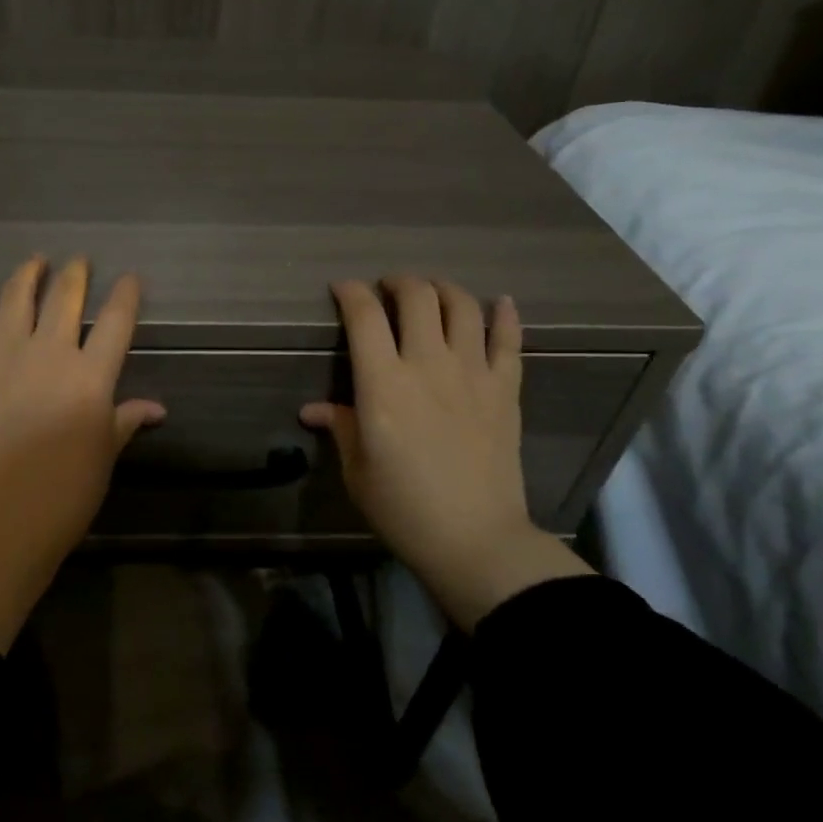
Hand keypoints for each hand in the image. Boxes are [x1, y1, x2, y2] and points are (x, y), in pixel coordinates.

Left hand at [0, 255, 164, 565]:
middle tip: (79, 260)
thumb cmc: (67, 492)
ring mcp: (2, 358)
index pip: (115, 321)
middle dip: (76, 274)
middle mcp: (48, 354)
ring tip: (35, 260)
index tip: (130, 278)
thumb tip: (157, 408)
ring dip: (28, 275)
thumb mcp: (105, 454)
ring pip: (16, 300)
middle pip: (65, 299)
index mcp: (90, 375)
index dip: (125, 295)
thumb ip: (126, 420)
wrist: (3, 518)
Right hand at [301, 277, 588, 629]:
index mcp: (383, 385)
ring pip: (462, 307)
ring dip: (443, 289)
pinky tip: (498, 303)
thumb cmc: (402, 508)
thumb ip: (341, 427)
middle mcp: (428, 365)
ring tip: (432, 292)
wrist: (475, 538)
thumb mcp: (357, 470)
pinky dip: (504, 314)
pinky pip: (509, 340)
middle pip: (417, 297)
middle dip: (397, 283)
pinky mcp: (506, 390)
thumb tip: (314, 409)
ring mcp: (473, 374)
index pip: (364, 316)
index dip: (350, 293)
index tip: (342, 289)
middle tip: (387, 289)